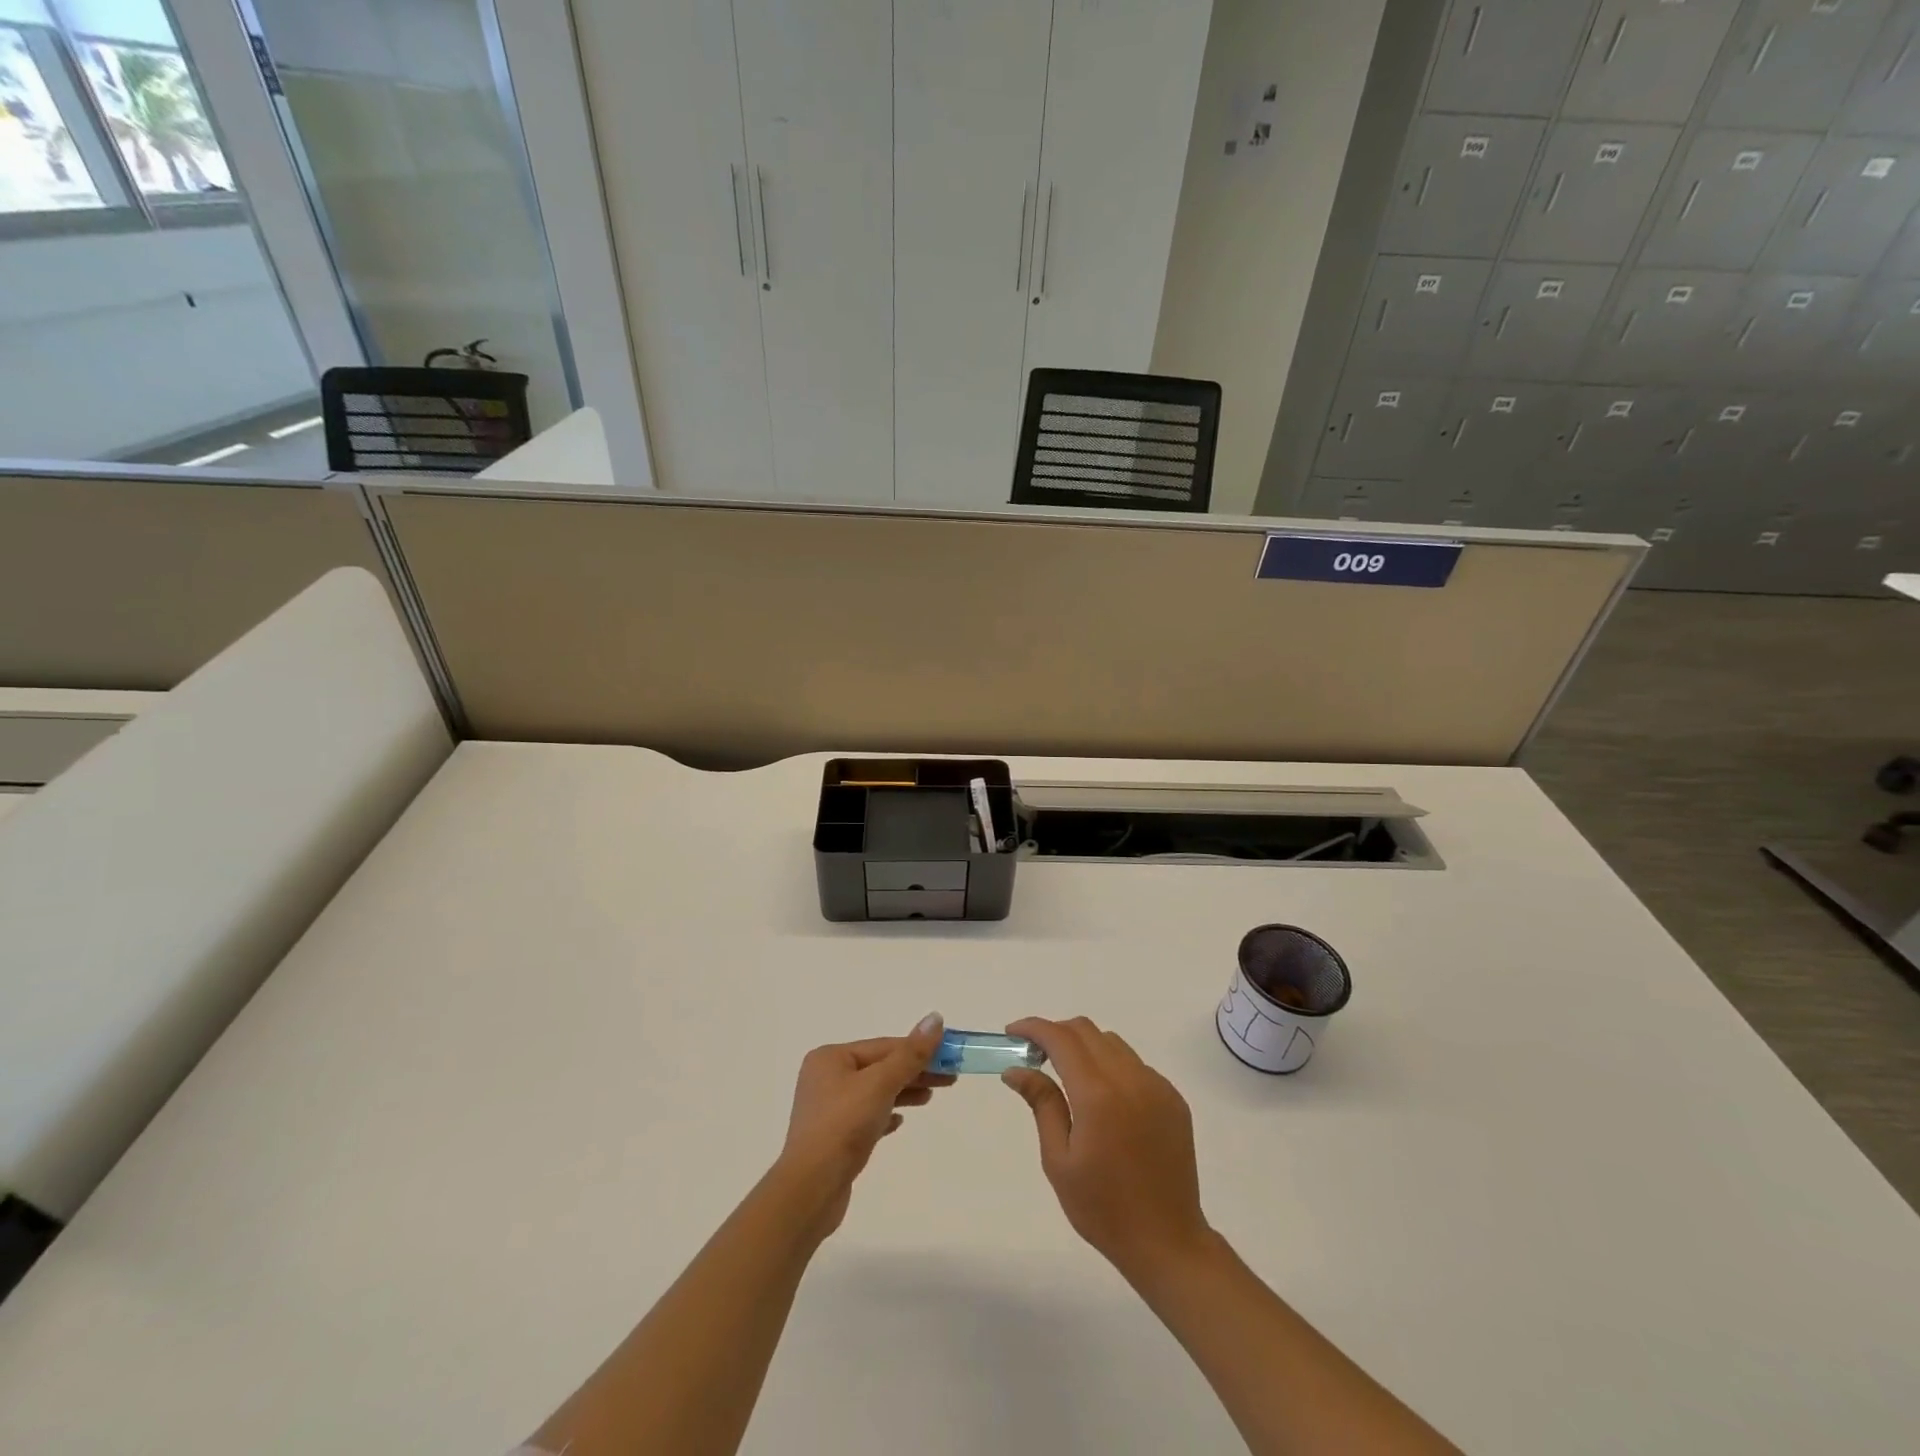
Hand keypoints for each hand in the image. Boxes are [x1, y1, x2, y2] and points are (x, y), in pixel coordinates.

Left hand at [773, 1013, 953, 1238]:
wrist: (810, 1189)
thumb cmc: (844, 1126)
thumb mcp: (881, 1084)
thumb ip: (911, 1053)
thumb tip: (935, 1018)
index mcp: (831, 1058)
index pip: (884, 1047)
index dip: (919, 1049)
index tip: (949, 1056)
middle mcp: (825, 1078)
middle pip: (880, 1068)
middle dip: (914, 1072)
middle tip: (950, 1078)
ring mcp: (828, 1109)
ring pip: (875, 1092)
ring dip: (903, 1092)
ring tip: (930, 1097)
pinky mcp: (833, 1137)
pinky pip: (866, 1117)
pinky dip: (886, 1114)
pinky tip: (900, 1122)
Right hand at [1002, 1016, 1212, 1282]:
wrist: (1167, 1242)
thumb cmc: (1103, 1208)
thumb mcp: (1059, 1160)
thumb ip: (1042, 1104)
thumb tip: (1016, 1069)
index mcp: (1098, 1095)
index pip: (1061, 1039)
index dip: (1034, 1028)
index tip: (1012, 1033)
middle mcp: (1131, 1079)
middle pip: (1087, 1031)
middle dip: (1057, 1033)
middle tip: (1034, 1055)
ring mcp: (1157, 1086)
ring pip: (1112, 1043)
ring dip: (1084, 1047)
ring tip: (1067, 1076)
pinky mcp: (1173, 1098)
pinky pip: (1135, 1065)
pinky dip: (1111, 1066)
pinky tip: (1103, 1099)